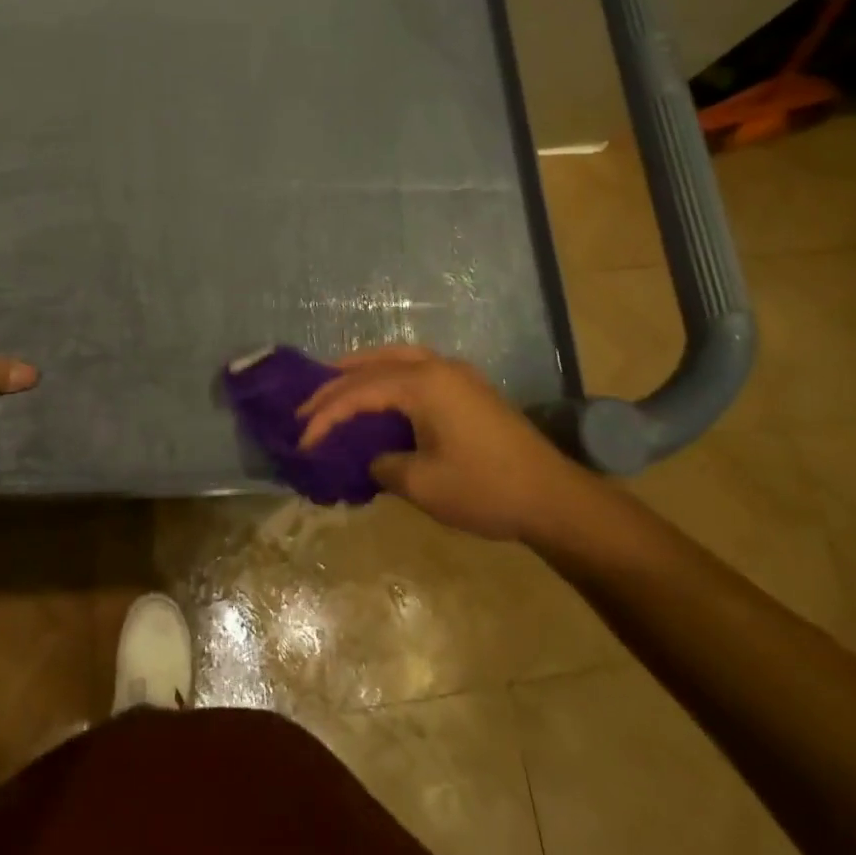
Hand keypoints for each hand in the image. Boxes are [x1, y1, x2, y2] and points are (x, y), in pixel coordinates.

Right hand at [297, 346, 581, 541]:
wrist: (553, 497)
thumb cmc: (486, 489)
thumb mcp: (424, 485)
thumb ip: (384, 466)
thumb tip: (372, 458)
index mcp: (423, 384)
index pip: (359, 392)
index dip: (326, 415)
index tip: (302, 438)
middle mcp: (436, 367)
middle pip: (374, 364)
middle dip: (336, 383)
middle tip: (306, 404)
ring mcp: (456, 374)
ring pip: (397, 357)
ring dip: (363, 369)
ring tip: (335, 383)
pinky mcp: (468, 387)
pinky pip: (416, 367)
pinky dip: (388, 374)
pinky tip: (380, 392)